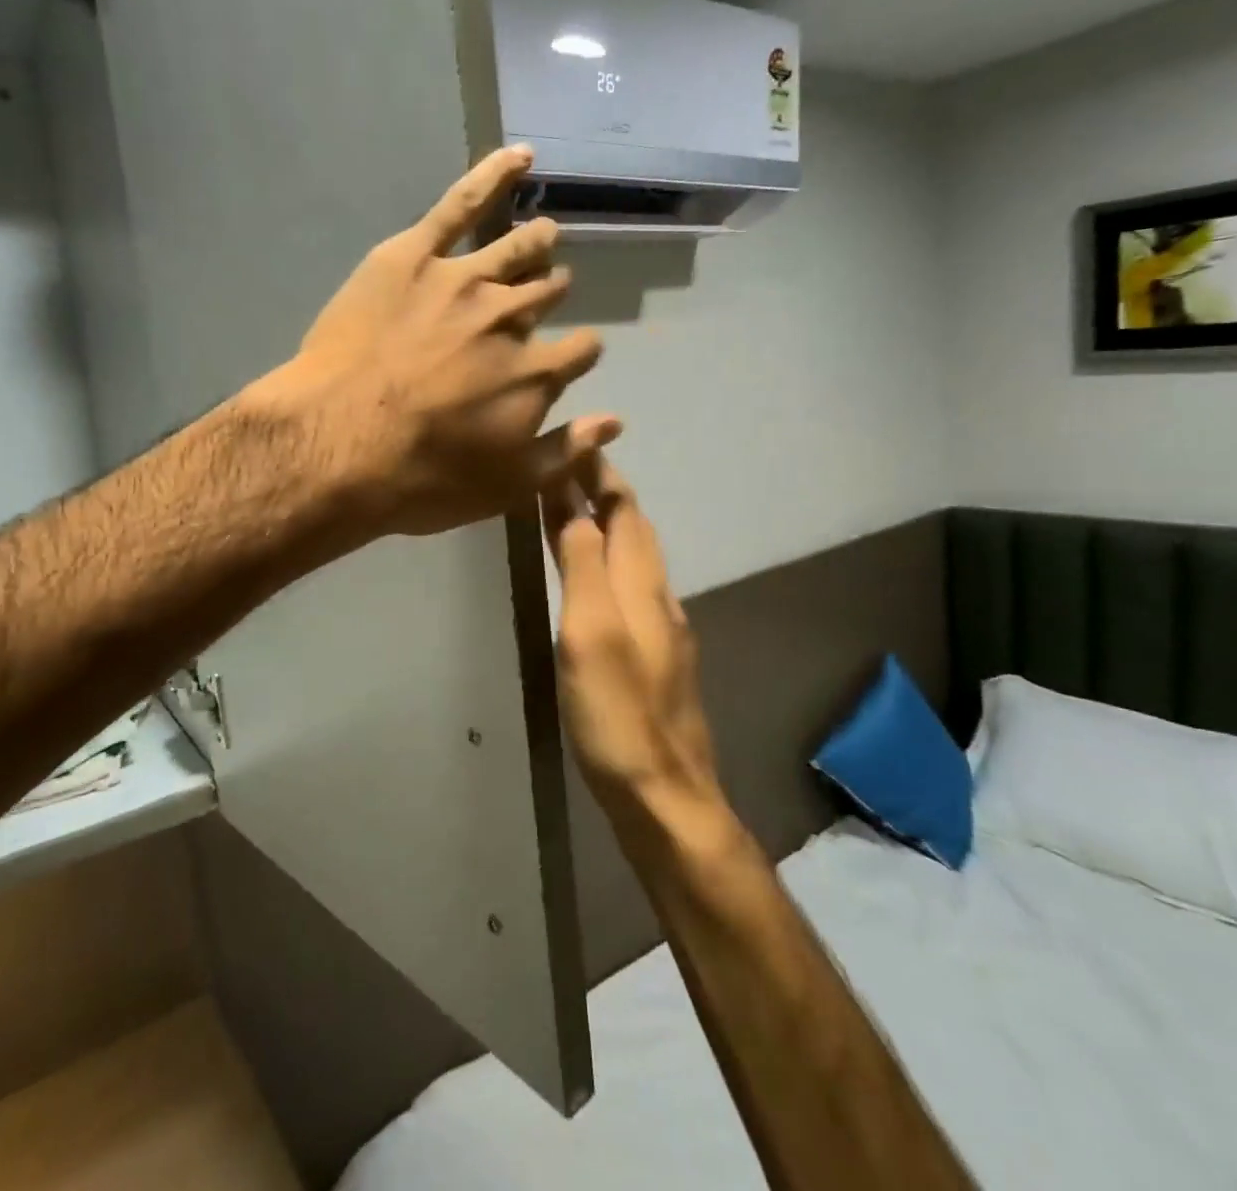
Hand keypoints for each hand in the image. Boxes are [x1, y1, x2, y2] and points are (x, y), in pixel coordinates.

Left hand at [265, 145, 620, 536]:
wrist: (337, 445)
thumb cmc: (422, 478)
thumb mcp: (506, 487)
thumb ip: (566, 452)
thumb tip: (615, 420)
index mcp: (536, 373)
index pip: (581, 350)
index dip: (578, 352)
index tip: (571, 356)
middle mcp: (511, 318)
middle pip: (548, 294)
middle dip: (552, 294)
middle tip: (545, 294)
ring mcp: (464, 280)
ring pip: (517, 249)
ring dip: (537, 243)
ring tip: (544, 235)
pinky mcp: (413, 256)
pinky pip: (460, 204)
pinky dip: (493, 174)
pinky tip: (519, 156)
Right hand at [542, 458, 721, 821]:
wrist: (665, 794)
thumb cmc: (617, 710)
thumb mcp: (589, 630)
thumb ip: (582, 563)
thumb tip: (571, 500)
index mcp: (642, 584)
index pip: (623, 510)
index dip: (599, 474)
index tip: (577, 442)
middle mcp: (660, 597)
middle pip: (635, 530)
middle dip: (606, 492)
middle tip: (573, 467)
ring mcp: (664, 630)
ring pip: (637, 560)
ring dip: (611, 525)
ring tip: (580, 510)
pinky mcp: (660, 659)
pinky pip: (634, 589)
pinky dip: (613, 563)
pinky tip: (601, 580)